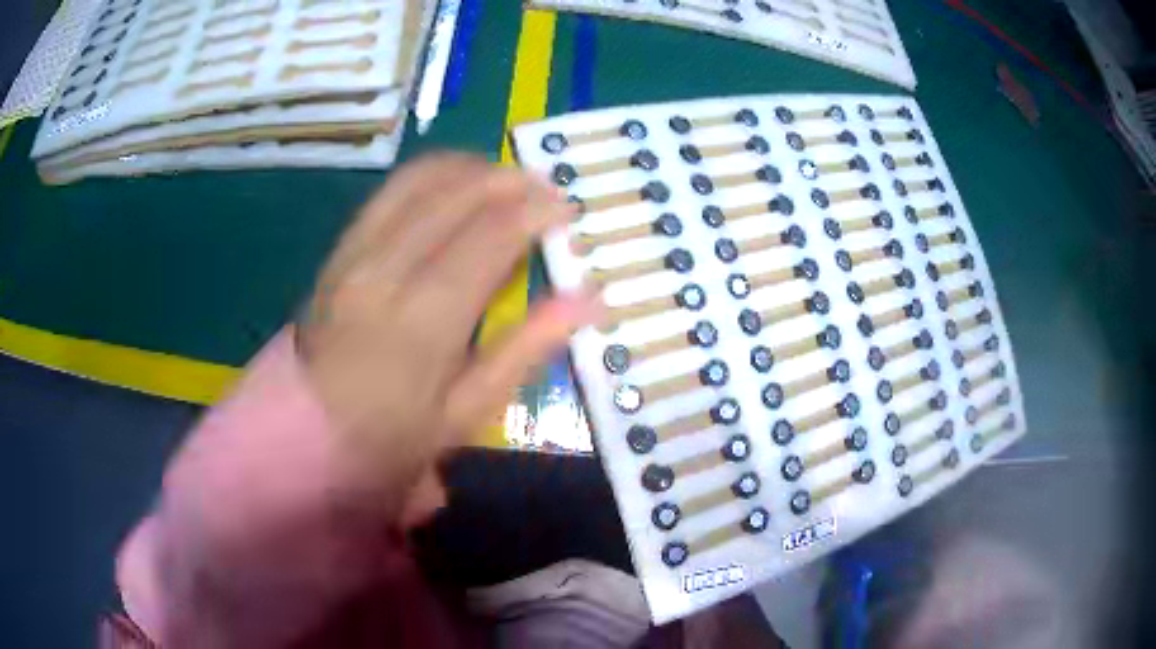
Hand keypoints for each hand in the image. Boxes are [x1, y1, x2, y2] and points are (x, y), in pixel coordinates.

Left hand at [296, 153, 599, 527]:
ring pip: (418, 179)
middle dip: (511, 180)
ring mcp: (354, 253)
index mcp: (422, 319)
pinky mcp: (339, 250)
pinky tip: (456, 188)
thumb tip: (589, 301)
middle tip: (545, 190)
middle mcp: (384, 269)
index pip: (490, 236)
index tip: (567, 210)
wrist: (307, 438)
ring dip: (471, 168)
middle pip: (456, 193)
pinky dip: (432, 177)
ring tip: (507, 180)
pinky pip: (389, 193)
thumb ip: (525, 349)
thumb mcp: (465, 413)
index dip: (536, 211)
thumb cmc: (391, 440)